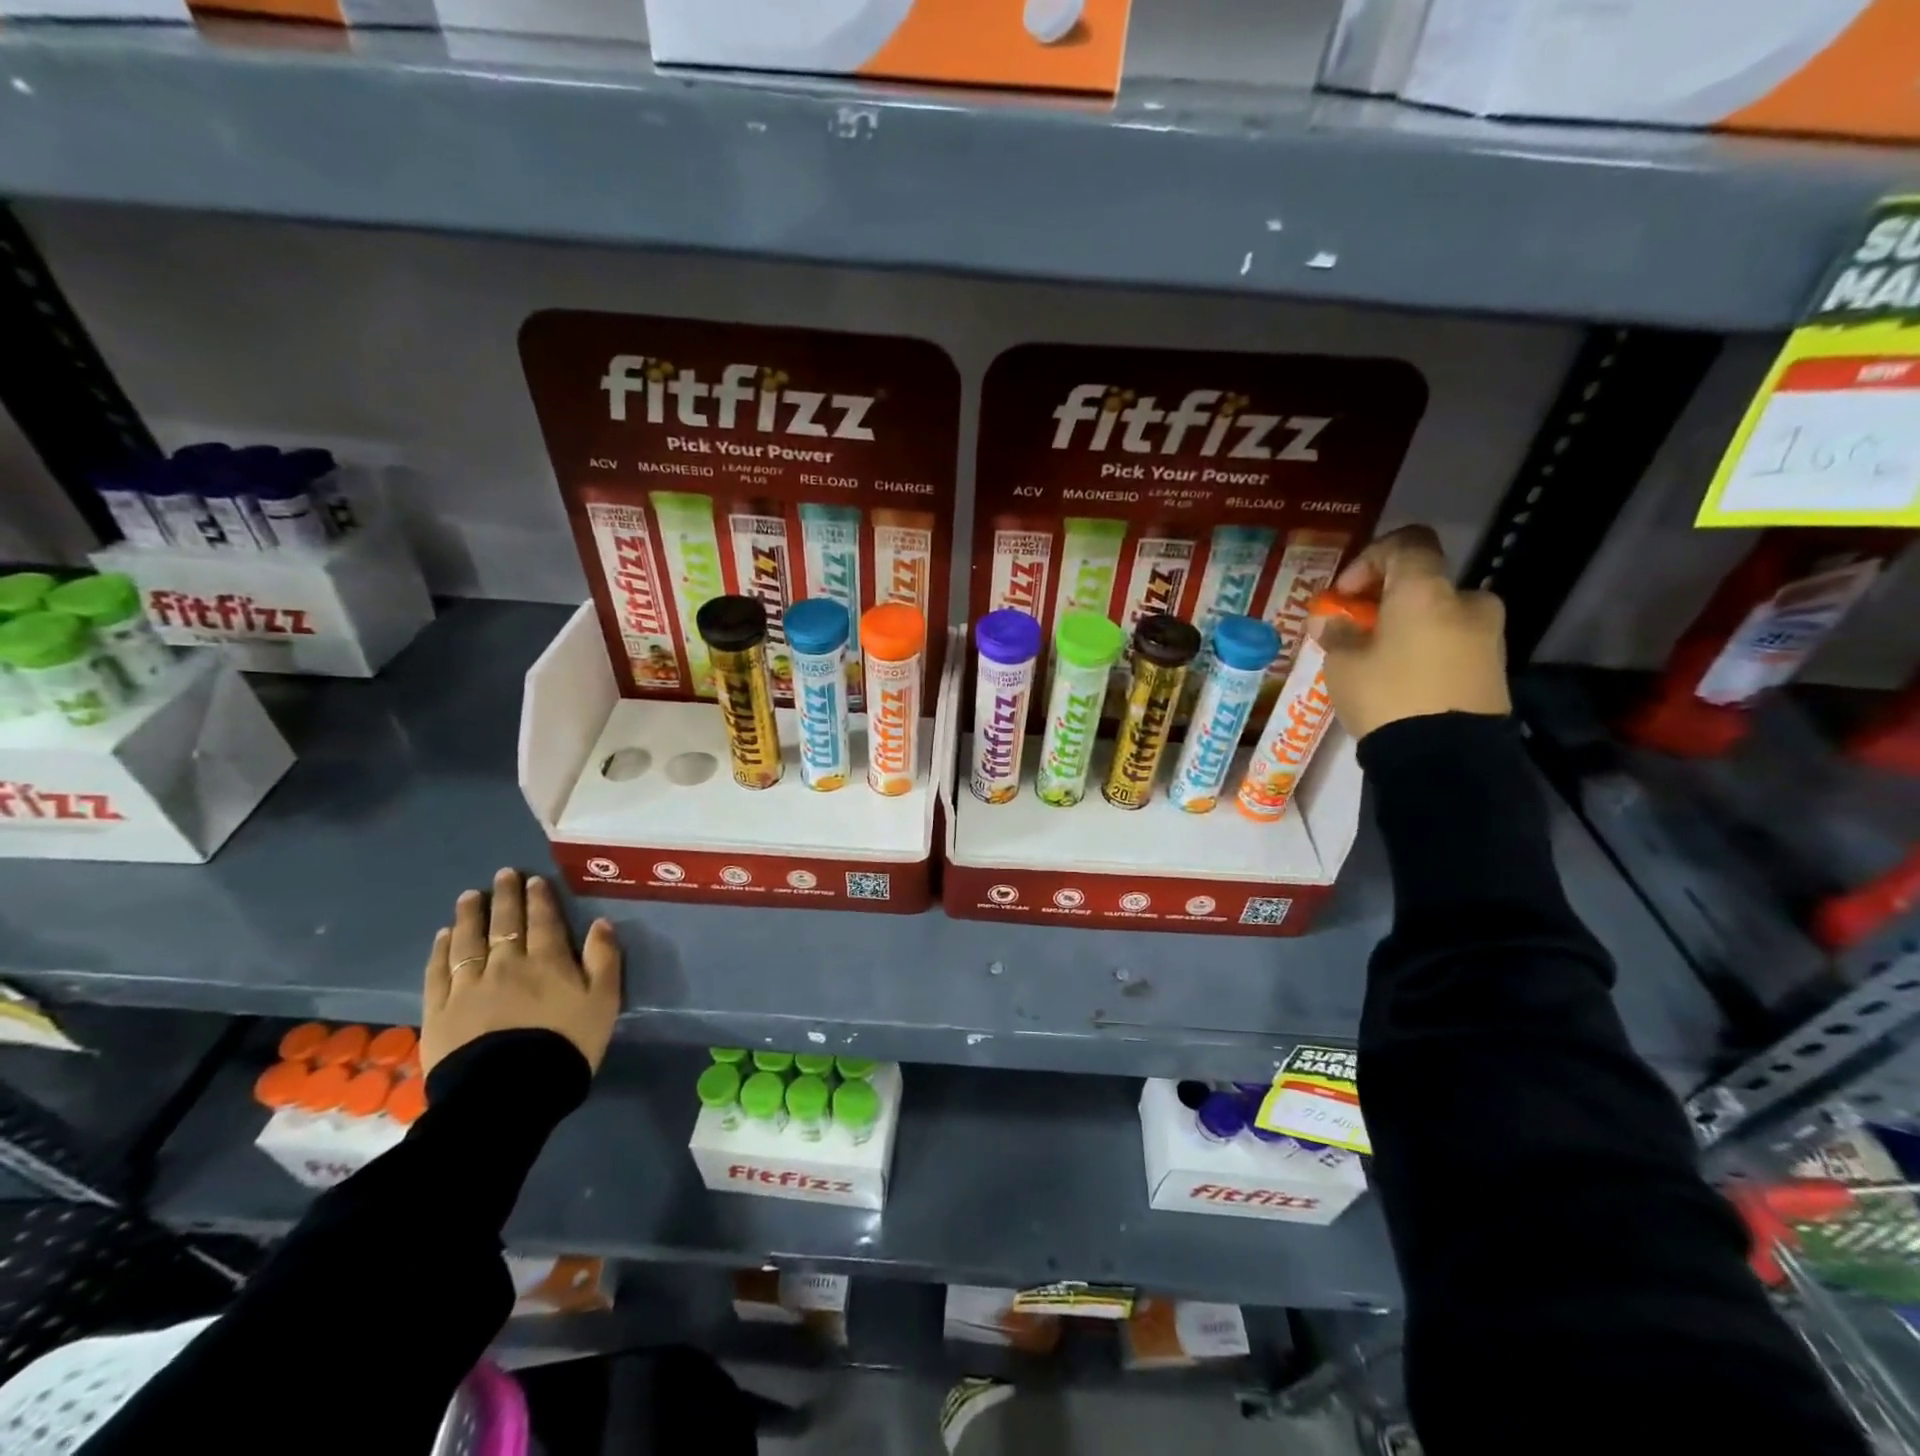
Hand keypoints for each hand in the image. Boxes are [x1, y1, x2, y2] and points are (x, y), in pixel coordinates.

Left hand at [421, 868, 621, 1073]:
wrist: (509, 1092)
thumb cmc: (566, 1045)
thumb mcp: (603, 1001)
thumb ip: (604, 959)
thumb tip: (601, 923)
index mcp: (548, 961)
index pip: (543, 921)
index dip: (539, 899)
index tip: (533, 880)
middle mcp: (506, 964)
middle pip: (504, 923)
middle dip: (505, 897)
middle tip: (502, 875)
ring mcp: (468, 986)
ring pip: (468, 941)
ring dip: (470, 915)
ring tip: (470, 896)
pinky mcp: (440, 1011)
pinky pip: (438, 971)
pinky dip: (441, 950)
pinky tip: (444, 936)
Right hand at [1317, 525, 1510, 739]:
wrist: (1445, 758)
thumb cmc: (1387, 697)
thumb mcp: (1343, 664)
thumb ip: (1337, 633)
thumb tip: (1330, 619)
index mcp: (1427, 590)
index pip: (1406, 543)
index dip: (1370, 559)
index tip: (1345, 594)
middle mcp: (1467, 601)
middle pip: (1424, 583)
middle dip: (1388, 601)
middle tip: (1358, 630)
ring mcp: (1489, 635)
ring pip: (1440, 615)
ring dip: (1408, 627)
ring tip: (1376, 660)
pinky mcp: (1495, 668)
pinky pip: (1454, 643)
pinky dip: (1427, 649)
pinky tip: (1401, 680)